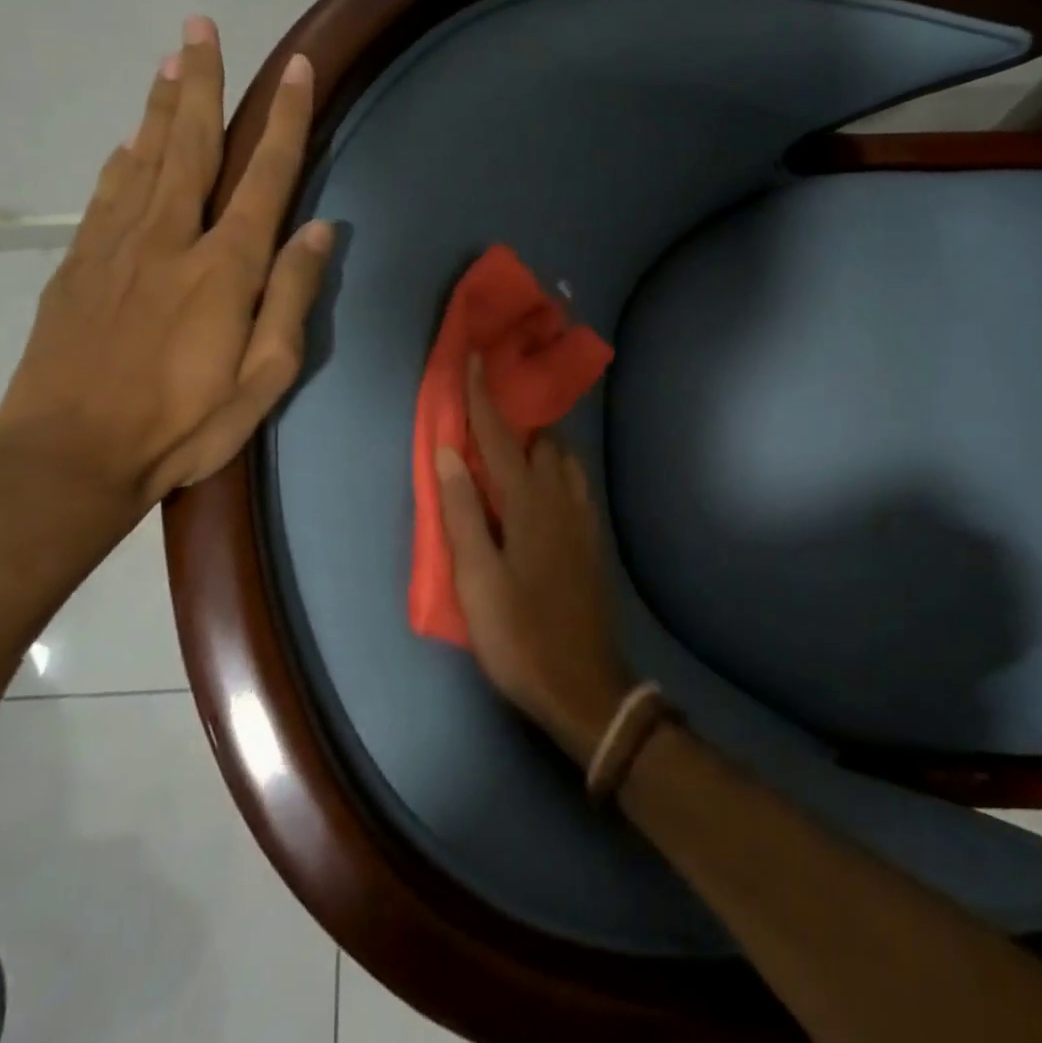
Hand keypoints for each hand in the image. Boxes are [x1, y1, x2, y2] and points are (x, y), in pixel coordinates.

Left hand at [0, 16, 331, 527]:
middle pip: (192, 145)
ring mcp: (116, 247)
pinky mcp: (78, 265)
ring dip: (161, 104)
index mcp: (225, 268)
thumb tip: (318, 229)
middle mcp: (171, 239)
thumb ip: (291, 297)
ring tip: (170, 57)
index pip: (265, 175)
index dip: (285, 119)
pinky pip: (108, 193)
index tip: (296, 68)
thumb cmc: (183, 426)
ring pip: (144, 157)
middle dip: (202, 82)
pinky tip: (131, 138)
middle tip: (202, 25)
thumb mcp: (265, 378)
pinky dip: (123, 156)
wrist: (66, 458)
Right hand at [436, 356, 632, 765]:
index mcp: (529, 503)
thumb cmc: (519, 634)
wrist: (583, 683)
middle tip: (491, 411)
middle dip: (518, 417)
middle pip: (542, 440)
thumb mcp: (477, 579)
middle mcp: (562, 498)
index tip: (477, 358)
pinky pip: (574, 483)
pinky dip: (555, 468)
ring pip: (564, 460)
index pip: (502, 437)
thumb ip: (463, 512)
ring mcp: (582, 517)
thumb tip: (450, 451)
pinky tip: (541, 486)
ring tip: (513, 447)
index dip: (485, 397)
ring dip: (540, 443)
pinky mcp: (591, 538)